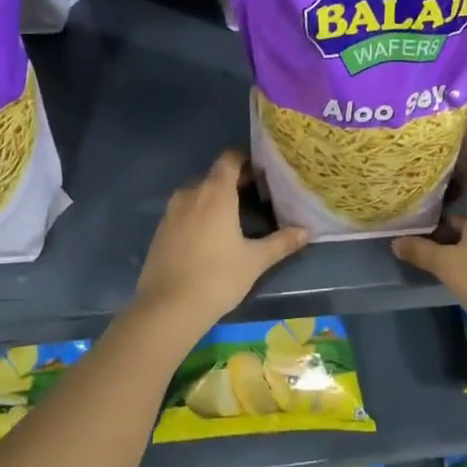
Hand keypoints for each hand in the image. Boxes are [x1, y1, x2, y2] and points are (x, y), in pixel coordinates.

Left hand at [135, 151, 308, 328]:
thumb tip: (306, 231)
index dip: (245, 161)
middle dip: (233, 182)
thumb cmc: (218, 278)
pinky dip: (197, 215)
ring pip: (196, 194)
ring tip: (232, 218)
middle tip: (255, 198)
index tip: (261, 174)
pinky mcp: (160, 231)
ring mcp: (171, 212)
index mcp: (215, 193)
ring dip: (213, 199)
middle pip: (213, 176)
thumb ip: (281, 242)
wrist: (168, 307)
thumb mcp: (255, 261)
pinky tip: (208, 238)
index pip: (229, 159)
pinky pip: (182, 212)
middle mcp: (190, 194)